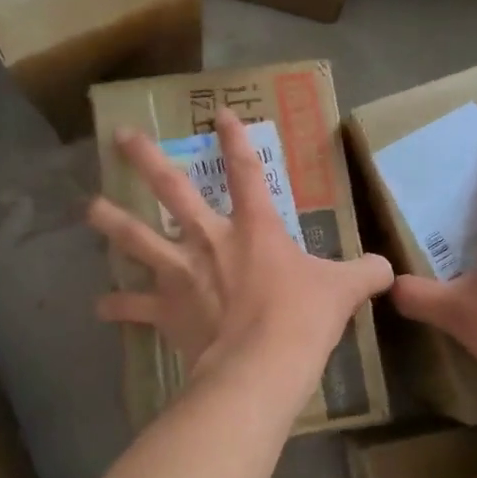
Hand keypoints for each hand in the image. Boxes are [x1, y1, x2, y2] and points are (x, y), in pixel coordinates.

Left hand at [87, 109, 393, 404]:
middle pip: (173, 190)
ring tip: (90, 208)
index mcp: (254, 228)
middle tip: (121, 137)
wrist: (263, 364)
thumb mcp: (344, 291)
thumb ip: (366, 273)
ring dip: (112, 222)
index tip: (220, 113)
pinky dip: (117, 307)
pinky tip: (99, 307)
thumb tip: (387, 269)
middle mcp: (210, 241)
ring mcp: (182, 273)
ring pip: (138, 239)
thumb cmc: (303, 319)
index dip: (235, 140)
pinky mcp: (167, 310)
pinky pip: (135, 308)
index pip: (247, 171)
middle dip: (148, 160)